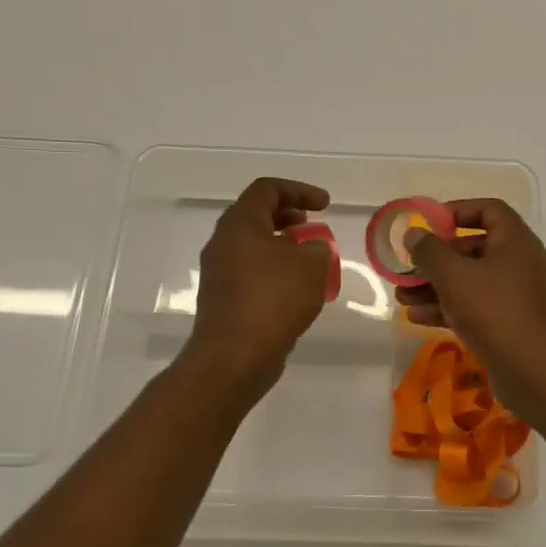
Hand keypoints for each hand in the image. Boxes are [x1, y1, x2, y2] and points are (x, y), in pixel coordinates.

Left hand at [182, 177, 333, 394]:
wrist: (234, 356)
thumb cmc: (274, 300)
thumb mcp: (312, 265)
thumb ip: (318, 247)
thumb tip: (311, 250)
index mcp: (240, 224)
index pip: (267, 190)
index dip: (299, 190)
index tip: (325, 205)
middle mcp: (223, 242)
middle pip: (255, 215)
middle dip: (288, 216)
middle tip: (313, 225)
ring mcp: (219, 272)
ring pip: (252, 245)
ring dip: (282, 245)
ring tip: (309, 259)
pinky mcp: (223, 299)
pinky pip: (250, 272)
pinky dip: (274, 270)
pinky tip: (296, 290)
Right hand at [395, 198, 545, 416]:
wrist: (536, 371)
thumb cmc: (495, 311)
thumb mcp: (453, 275)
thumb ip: (429, 251)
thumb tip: (414, 234)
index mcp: (516, 241)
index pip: (489, 210)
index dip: (457, 211)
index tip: (428, 224)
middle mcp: (521, 263)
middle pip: (474, 248)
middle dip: (437, 259)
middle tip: (408, 269)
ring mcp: (518, 297)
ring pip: (472, 282)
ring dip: (436, 287)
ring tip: (403, 298)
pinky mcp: (512, 326)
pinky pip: (477, 308)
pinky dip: (450, 309)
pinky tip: (419, 319)